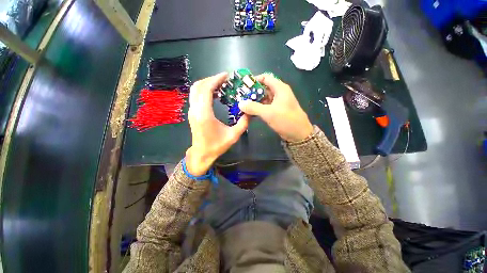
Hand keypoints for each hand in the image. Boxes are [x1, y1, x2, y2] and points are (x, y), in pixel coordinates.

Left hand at [186, 73, 248, 175]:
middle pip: (199, 86)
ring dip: (207, 84)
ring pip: (195, 90)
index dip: (215, 80)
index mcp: (204, 114)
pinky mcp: (192, 113)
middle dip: (211, 79)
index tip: (226, 76)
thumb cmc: (217, 146)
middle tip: (224, 79)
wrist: (202, 154)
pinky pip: (196, 96)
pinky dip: (204, 90)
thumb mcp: (233, 136)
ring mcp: (192, 111)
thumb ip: (243, 123)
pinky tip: (215, 94)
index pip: (206, 90)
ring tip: (220, 84)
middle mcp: (195, 110)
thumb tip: (250, 111)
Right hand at [239, 74, 312, 141]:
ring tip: (243, 104)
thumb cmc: (286, 120)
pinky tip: (250, 111)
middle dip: (252, 92)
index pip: (265, 78)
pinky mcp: (276, 110)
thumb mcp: (268, 113)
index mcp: (280, 88)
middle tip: (240, 97)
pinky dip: (258, 108)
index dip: (254, 80)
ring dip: (254, 101)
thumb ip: (253, 107)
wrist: (298, 134)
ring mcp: (278, 102)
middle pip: (263, 88)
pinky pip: (265, 106)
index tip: (243, 85)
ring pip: (264, 98)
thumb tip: (240, 103)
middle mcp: (279, 93)